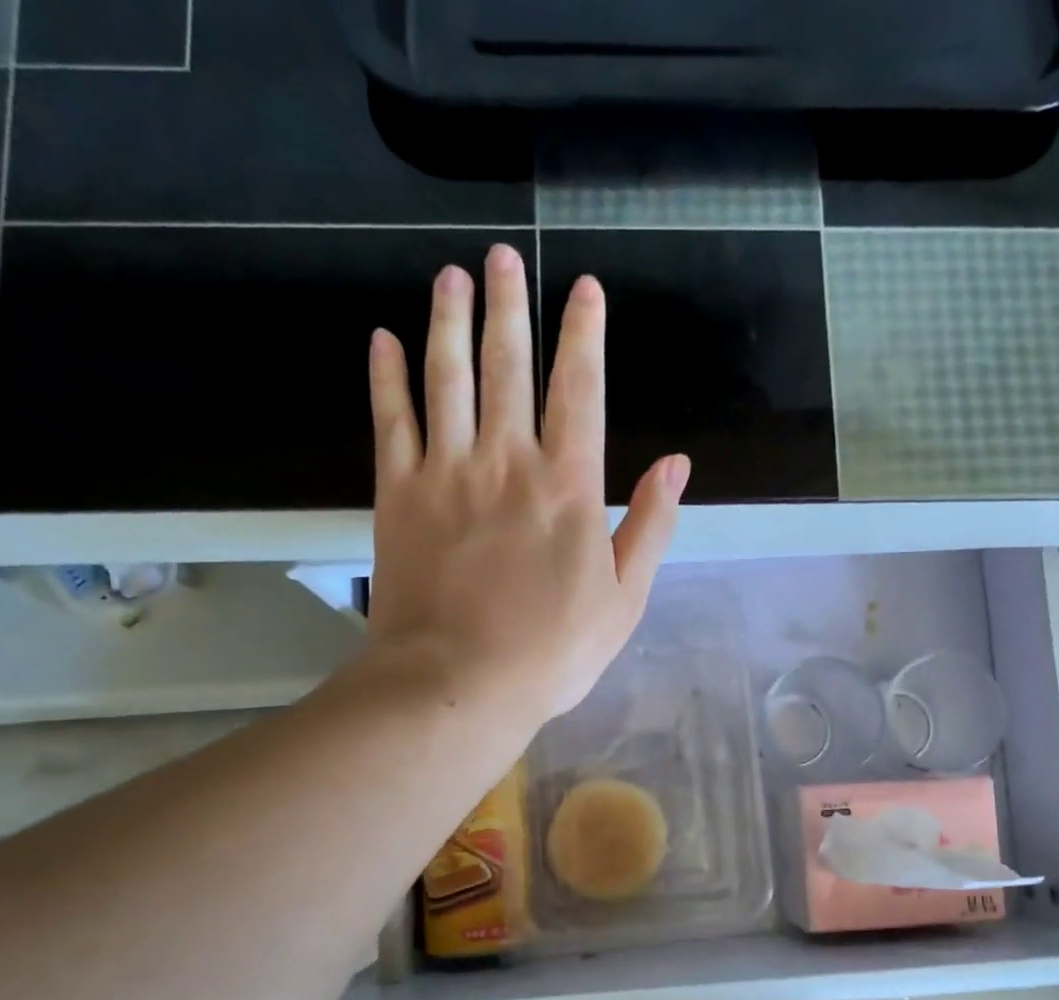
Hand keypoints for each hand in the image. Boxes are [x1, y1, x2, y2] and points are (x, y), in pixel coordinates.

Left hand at [365, 244, 689, 727]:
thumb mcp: (624, 599)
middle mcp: (508, 461)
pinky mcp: (398, 494)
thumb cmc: (552, 651)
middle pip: (509, 366)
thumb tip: (675, 464)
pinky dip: (386, 377)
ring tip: (451, 276)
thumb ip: (650, 527)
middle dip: (510, 306)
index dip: (583, 334)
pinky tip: (383, 341)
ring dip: (450, 322)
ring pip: (448, 377)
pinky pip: (391, 420)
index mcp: (569, 486)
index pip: (579, 389)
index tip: (582, 288)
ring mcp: (447, 472)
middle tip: (502, 257)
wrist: (459, 682)